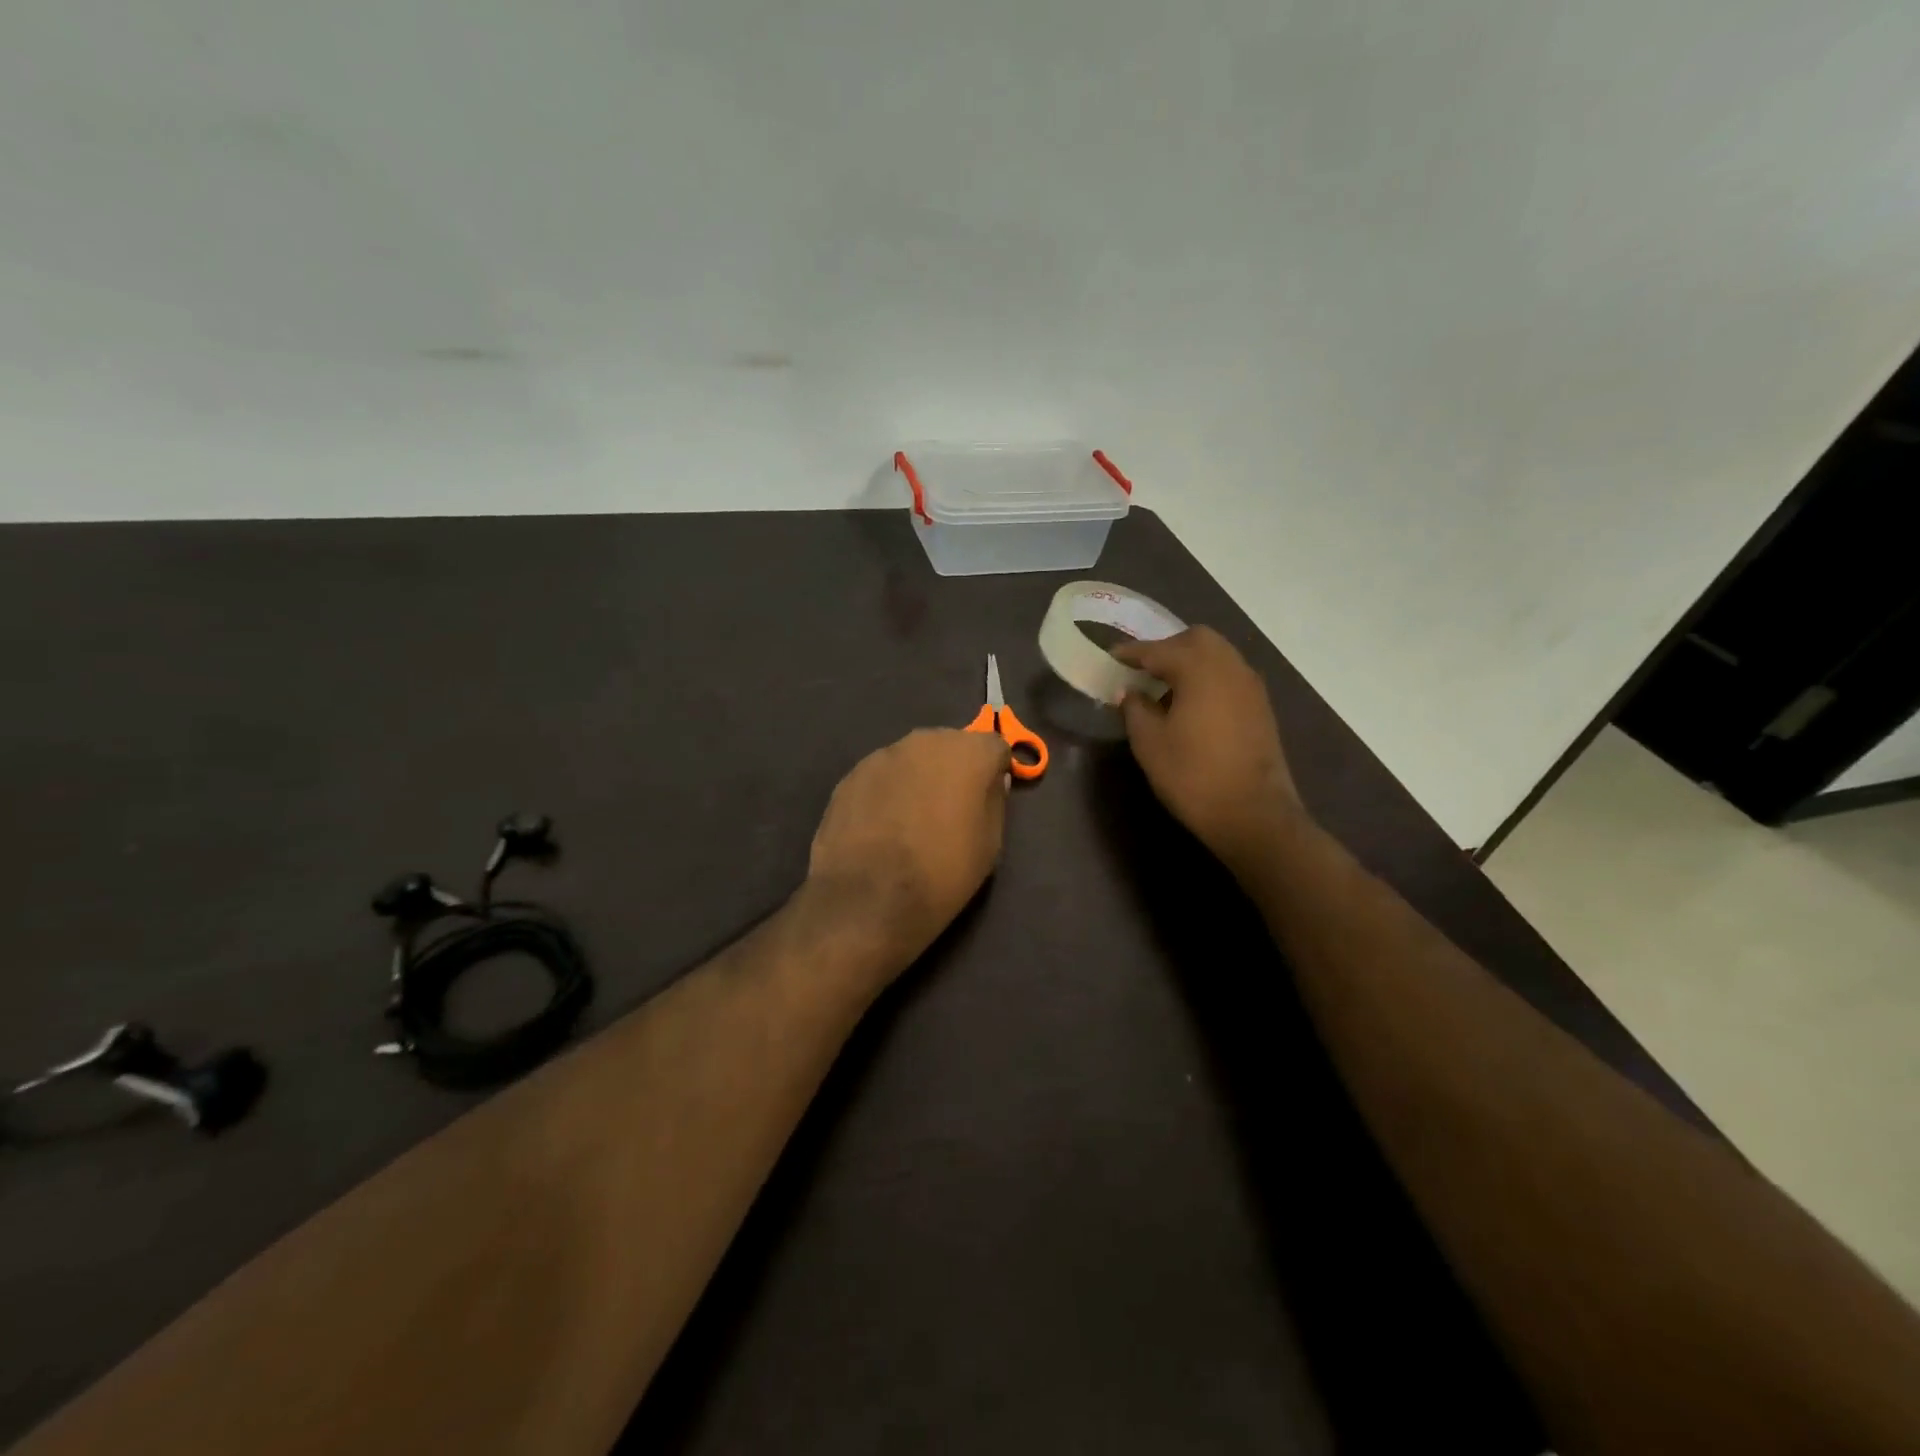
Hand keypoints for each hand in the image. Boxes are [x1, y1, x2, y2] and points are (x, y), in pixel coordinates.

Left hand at [804, 728, 1012, 982]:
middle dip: (955, 768)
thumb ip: (994, 802)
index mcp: (968, 752)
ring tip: (912, 819)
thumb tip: (992, 783)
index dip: (994, 770)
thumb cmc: (943, 872)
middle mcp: (926, 741)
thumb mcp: (989, 845)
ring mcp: (883, 755)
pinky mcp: (852, 775)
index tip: (989, 797)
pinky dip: (887, 792)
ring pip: (912, 759)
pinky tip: (882, 826)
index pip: (994, 746)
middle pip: (950, 745)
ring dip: (918, 778)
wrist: (869, 898)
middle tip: (951, 808)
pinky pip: (881, 777)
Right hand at [1113, 627, 1304, 874]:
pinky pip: (1229, 675)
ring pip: (1217, 655)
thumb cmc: (1193, 776)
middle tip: (1143, 670)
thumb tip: (1130, 693)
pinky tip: (1192, 704)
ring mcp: (1250, 686)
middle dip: (1167, 648)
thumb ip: (1135, 709)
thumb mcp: (1149, 743)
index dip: (1131, 652)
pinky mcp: (1261, 707)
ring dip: (1190, 662)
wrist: (1253, 814)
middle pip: (1196, 639)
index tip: (1112, 655)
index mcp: (1198, 669)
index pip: (1158, 650)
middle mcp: (1229, 666)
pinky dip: (1208, 678)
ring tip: (1165, 687)